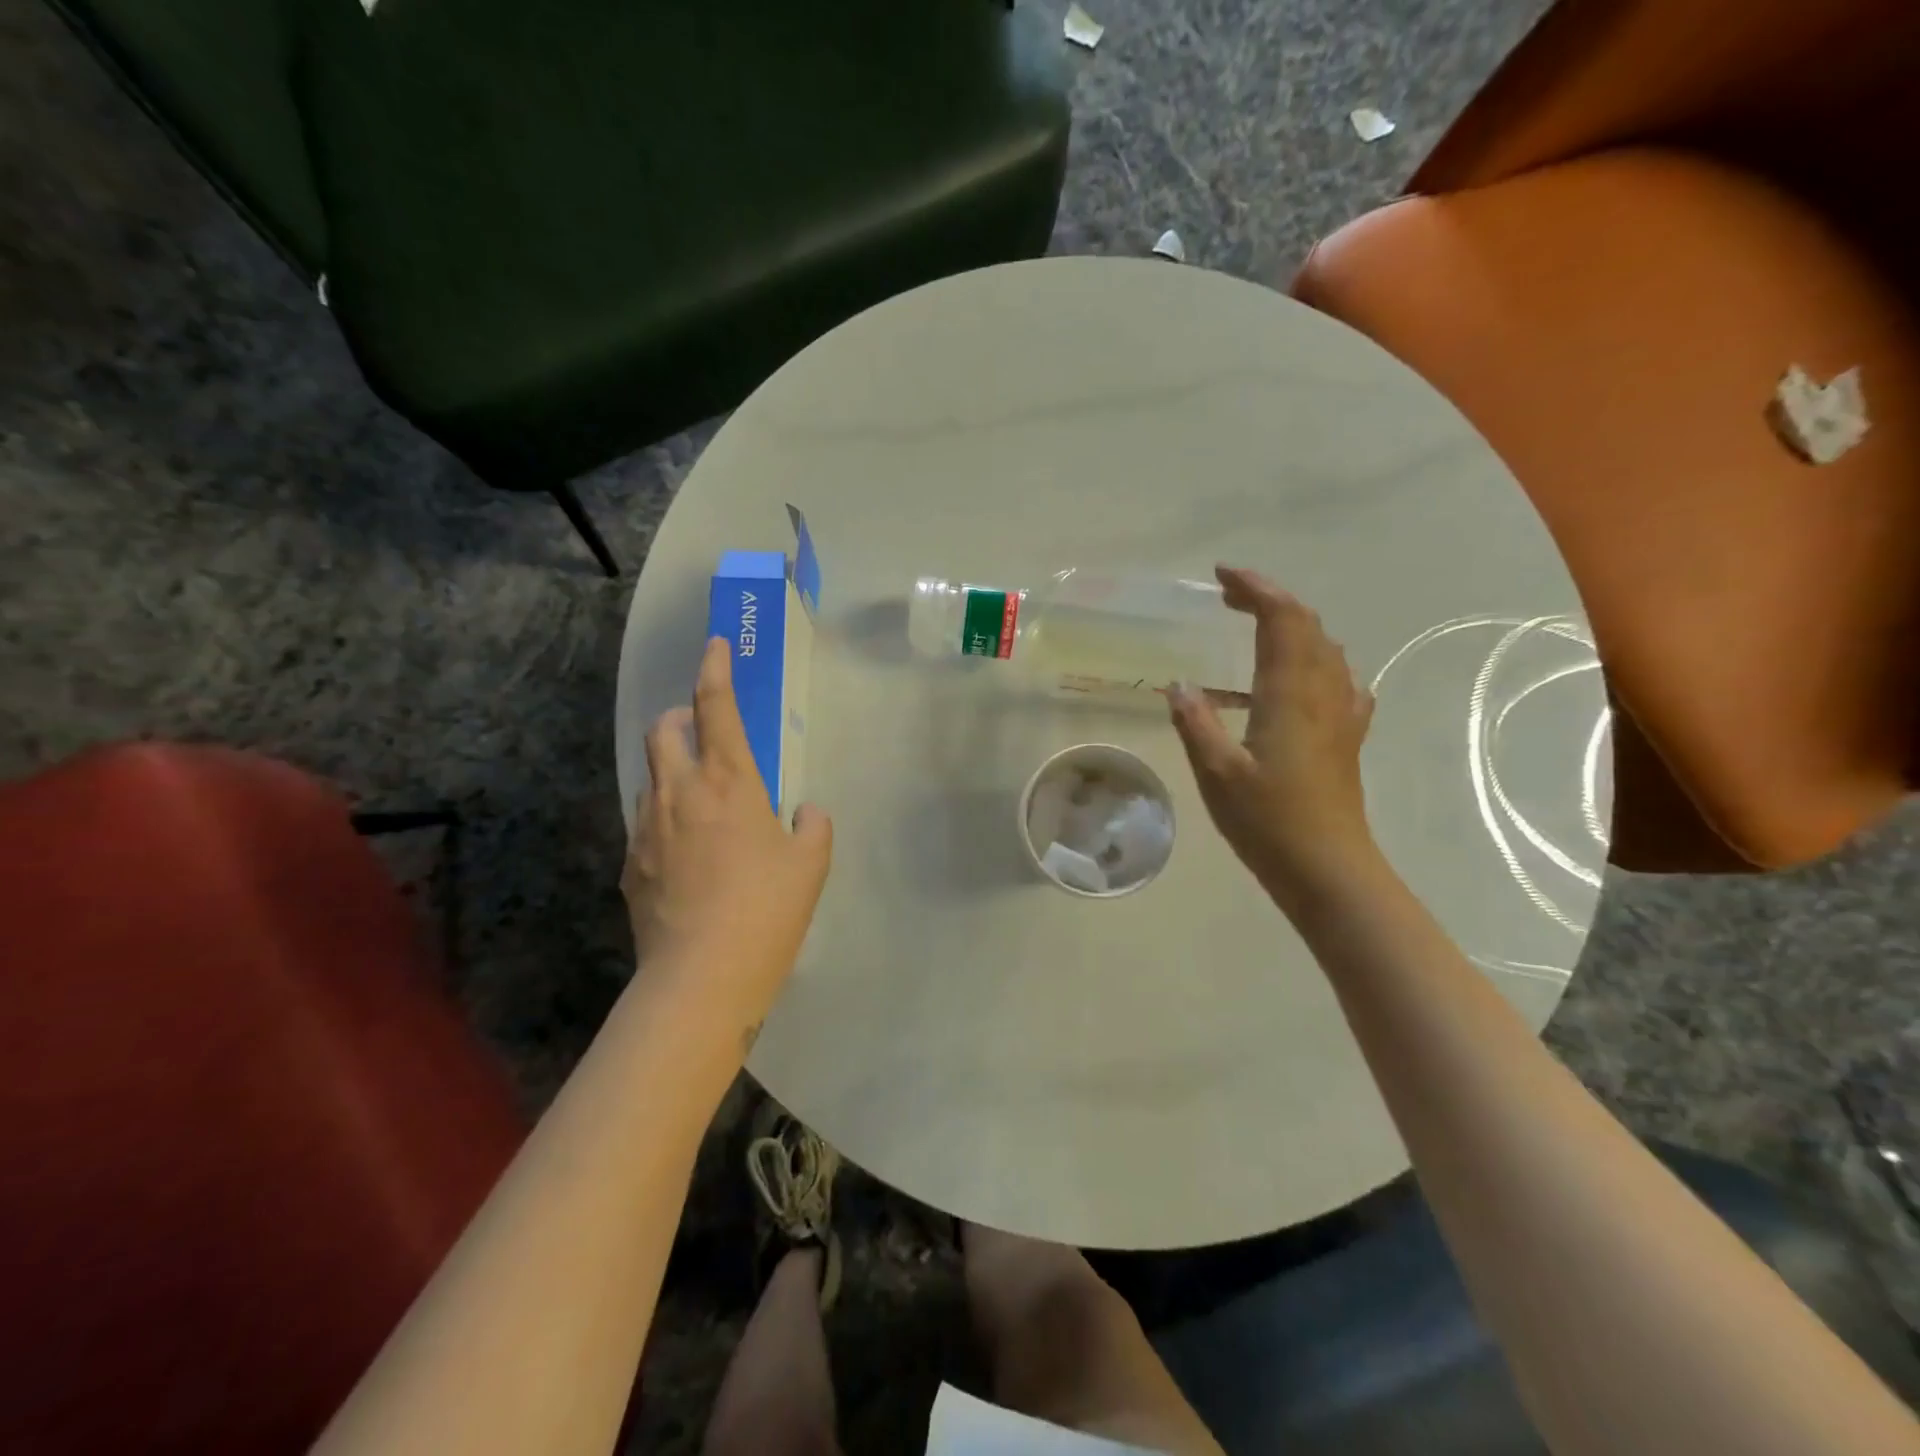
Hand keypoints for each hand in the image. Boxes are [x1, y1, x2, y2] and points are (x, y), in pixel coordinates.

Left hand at [622, 638, 832, 1040]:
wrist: (701, 977)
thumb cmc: (767, 910)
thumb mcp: (811, 865)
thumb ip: (811, 827)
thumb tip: (803, 814)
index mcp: (729, 782)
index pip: (716, 709)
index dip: (715, 671)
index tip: (714, 646)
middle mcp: (680, 793)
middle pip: (664, 731)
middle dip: (680, 718)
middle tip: (703, 733)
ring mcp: (647, 828)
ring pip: (650, 776)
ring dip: (671, 769)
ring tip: (698, 798)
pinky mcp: (630, 864)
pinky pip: (645, 822)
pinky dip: (664, 816)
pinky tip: (685, 851)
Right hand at [1168, 567, 1375, 902]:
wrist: (1328, 868)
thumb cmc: (1268, 821)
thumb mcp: (1216, 772)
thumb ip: (1196, 722)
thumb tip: (1179, 684)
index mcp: (1289, 693)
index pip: (1281, 619)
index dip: (1255, 589)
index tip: (1222, 576)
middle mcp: (1322, 692)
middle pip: (1307, 625)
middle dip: (1270, 600)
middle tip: (1230, 597)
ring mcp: (1342, 714)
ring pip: (1326, 649)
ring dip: (1294, 626)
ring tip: (1258, 628)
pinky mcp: (1348, 738)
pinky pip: (1339, 682)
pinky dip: (1317, 662)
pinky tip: (1303, 680)